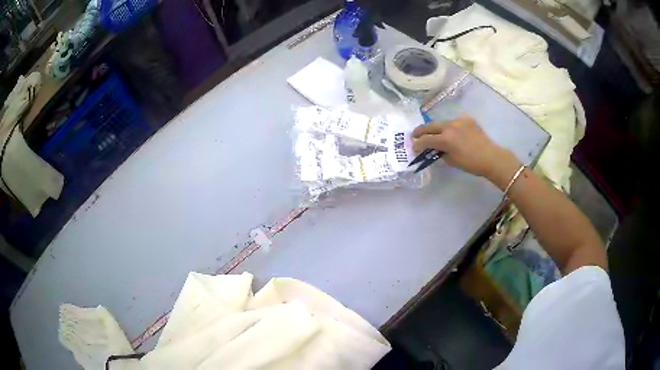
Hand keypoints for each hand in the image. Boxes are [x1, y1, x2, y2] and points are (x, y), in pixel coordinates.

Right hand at [412, 115, 520, 186]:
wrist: (491, 157)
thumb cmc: (471, 163)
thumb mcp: (452, 161)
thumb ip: (440, 153)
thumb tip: (435, 149)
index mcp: (445, 139)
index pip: (426, 140)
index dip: (417, 144)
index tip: (413, 146)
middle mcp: (450, 126)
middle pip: (430, 126)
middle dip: (421, 131)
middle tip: (414, 134)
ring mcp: (458, 120)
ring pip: (442, 123)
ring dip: (436, 128)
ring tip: (434, 133)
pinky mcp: (467, 119)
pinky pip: (454, 122)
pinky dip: (450, 127)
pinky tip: (452, 132)